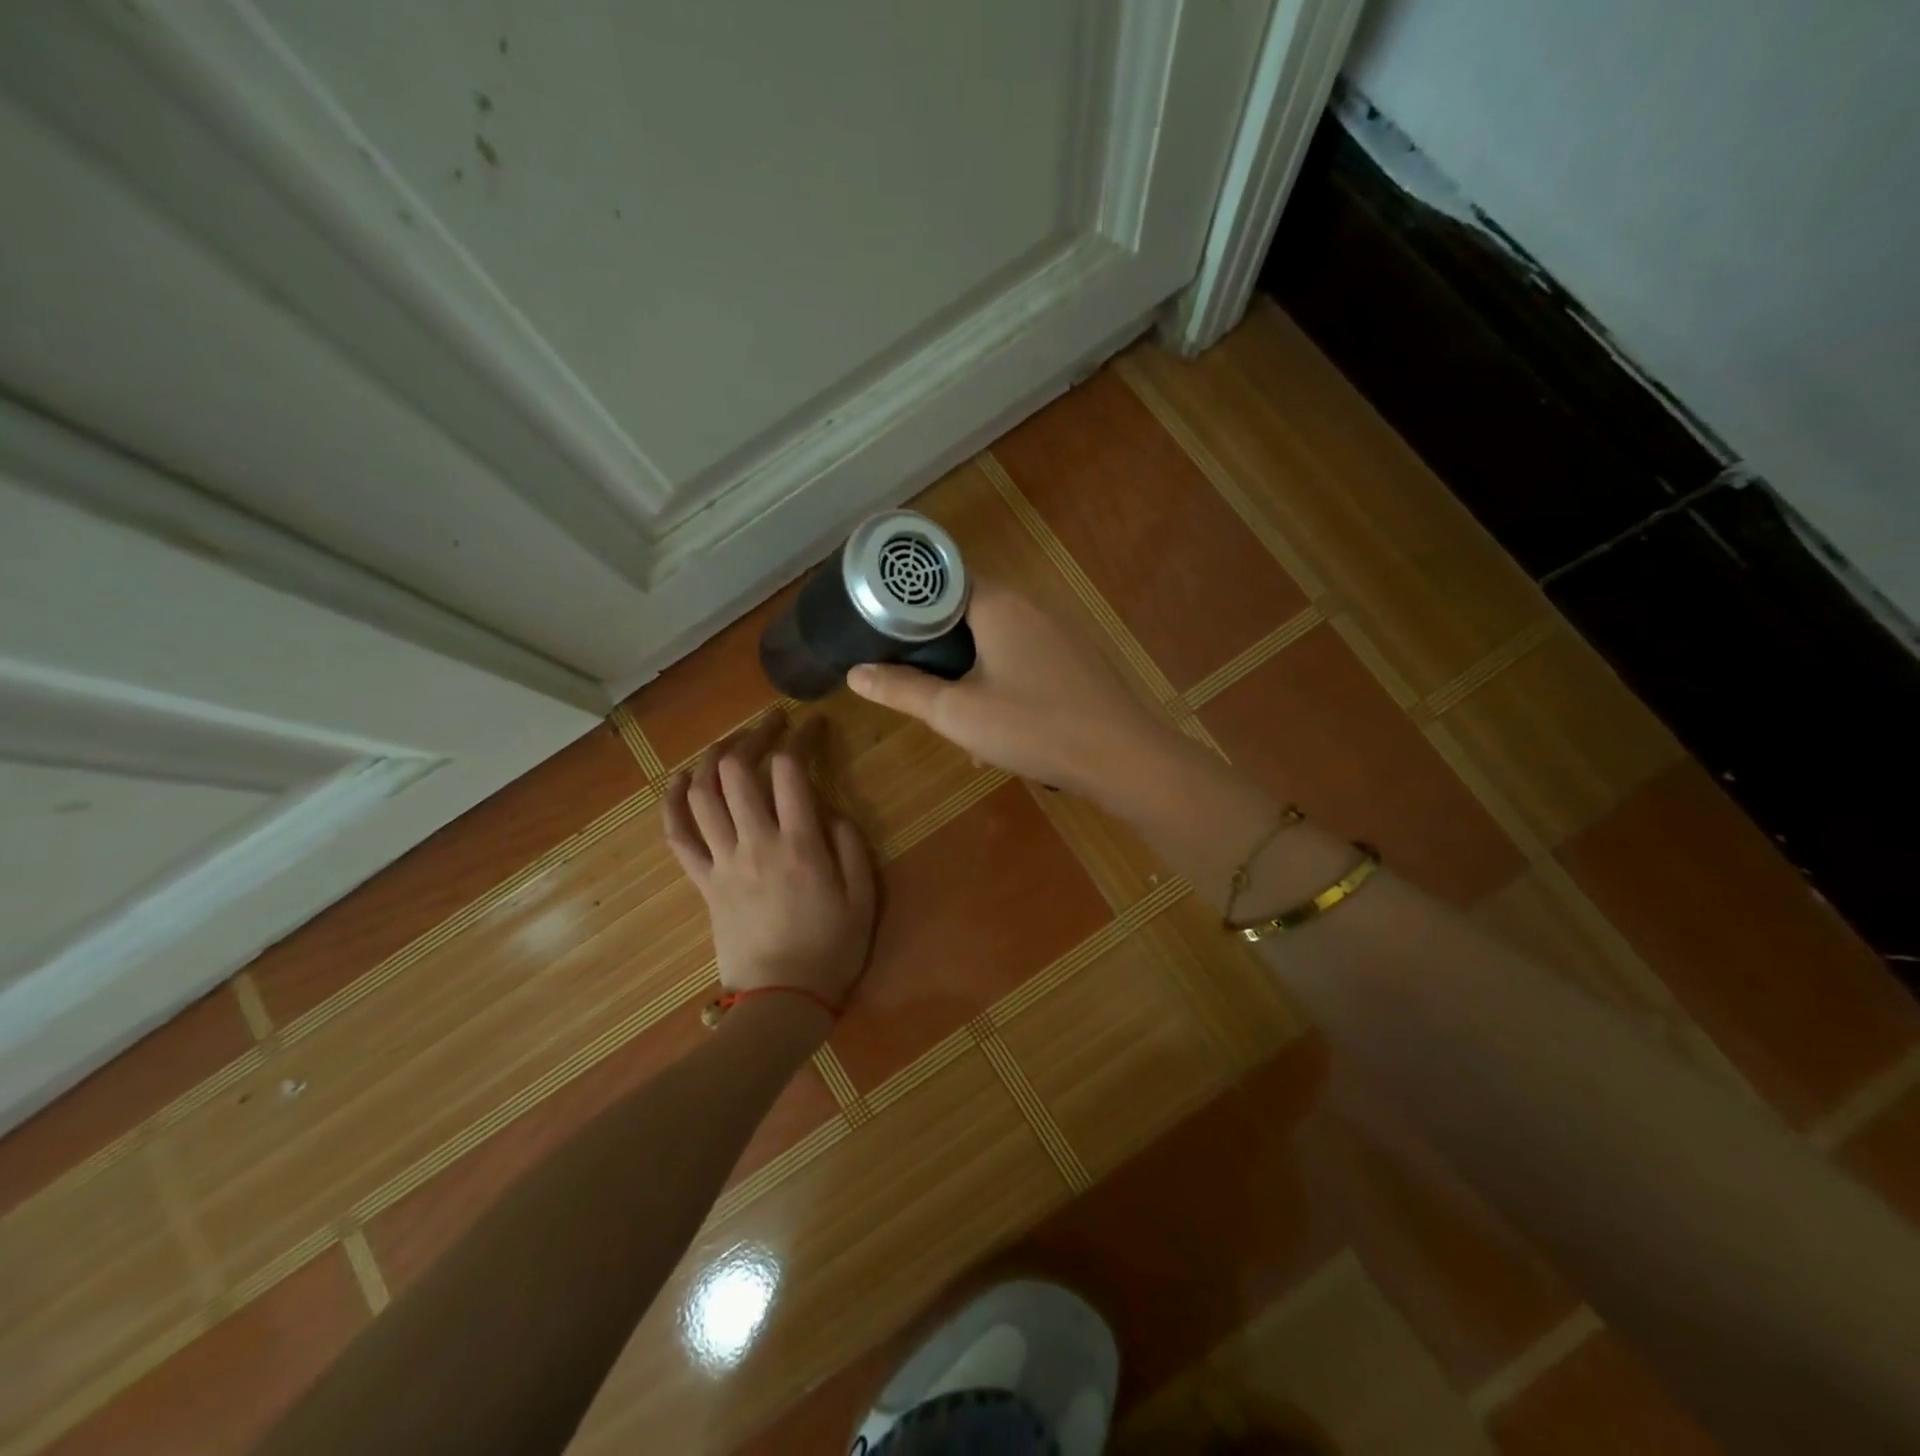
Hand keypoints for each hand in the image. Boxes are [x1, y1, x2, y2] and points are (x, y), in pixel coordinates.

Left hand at [663, 717, 876, 1028]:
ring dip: (711, 759)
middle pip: (737, 771)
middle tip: (771, 724)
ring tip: (729, 742)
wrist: (782, 1000)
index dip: (800, 737)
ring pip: (702, 795)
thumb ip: (851, 846)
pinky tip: (678, 780)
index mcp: (800, 845)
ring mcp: (723, 862)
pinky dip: (672, 803)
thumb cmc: (832, 950)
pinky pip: (678, 836)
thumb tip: (830, 808)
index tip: (813, 725)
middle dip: (753, 735)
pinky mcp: (703, 882)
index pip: (790, 770)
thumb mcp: (864, 898)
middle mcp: (756, 843)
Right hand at [846, 581, 1182, 809]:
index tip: (883, 635)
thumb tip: (855, 673)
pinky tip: (1000, 734)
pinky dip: (1001, 688)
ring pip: (994, 645)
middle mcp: (1030, 606)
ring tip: (960, 725)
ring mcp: (1058, 633)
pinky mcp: (1074, 661)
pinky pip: (1022, 663)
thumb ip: (903, 690)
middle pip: (965, 615)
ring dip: (970, 679)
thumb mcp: (956, 713)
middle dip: (938, 653)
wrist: (1122, 758)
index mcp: (997, 604)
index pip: (940, 582)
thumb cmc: (1033, 727)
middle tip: (918, 688)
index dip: (908, 606)